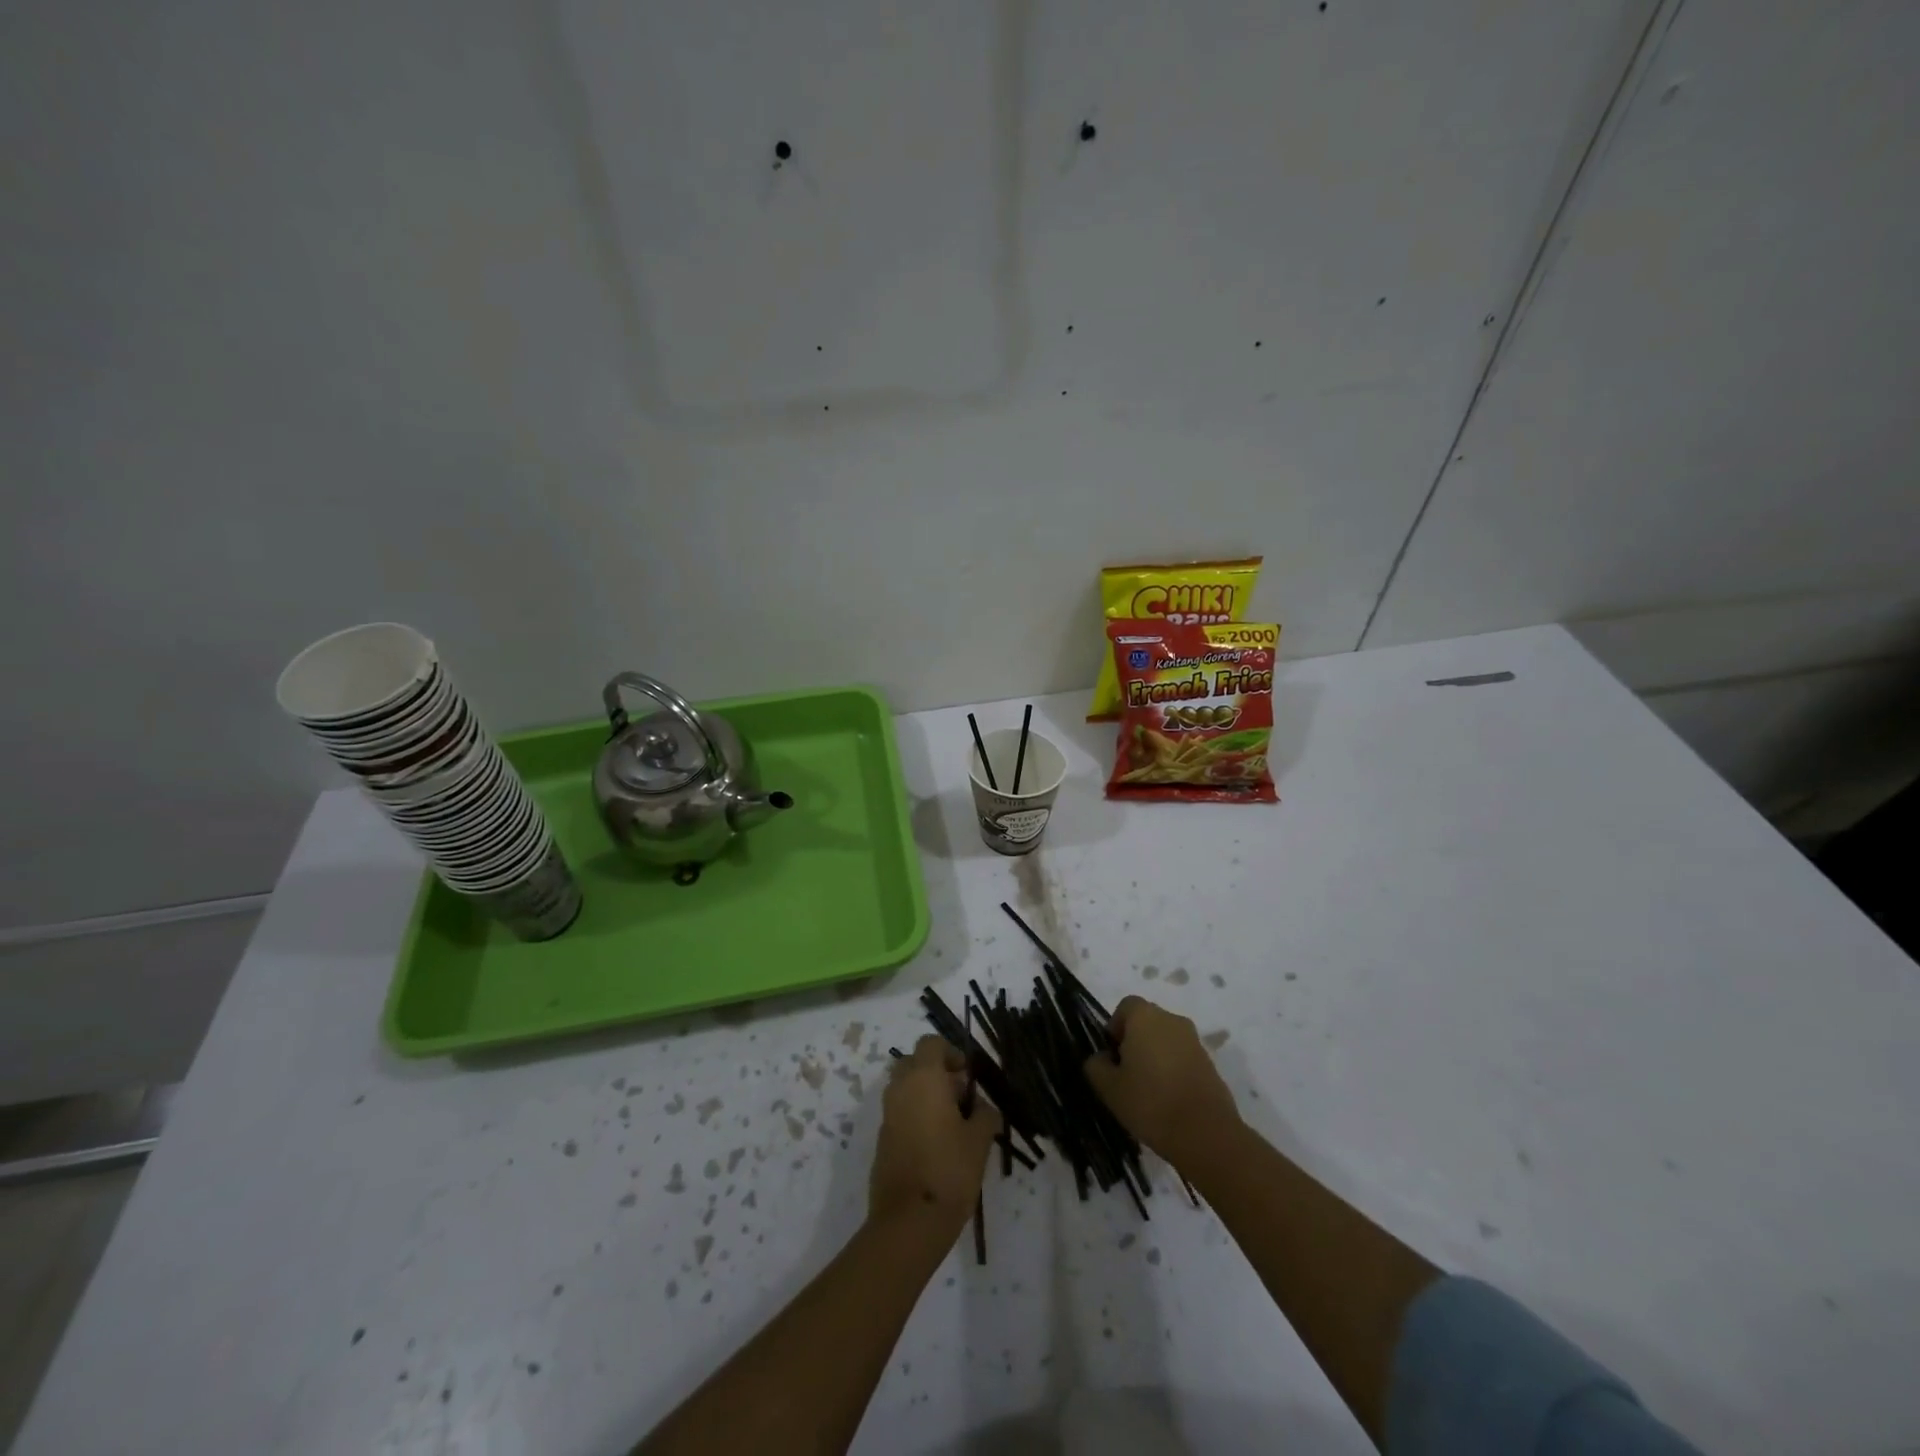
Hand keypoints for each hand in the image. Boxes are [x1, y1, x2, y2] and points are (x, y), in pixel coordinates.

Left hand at [870, 1036, 1002, 1233]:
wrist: (909, 1221)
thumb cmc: (949, 1170)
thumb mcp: (979, 1140)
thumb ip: (984, 1114)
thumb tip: (982, 1107)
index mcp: (923, 1078)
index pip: (931, 1043)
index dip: (951, 1052)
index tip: (968, 1075)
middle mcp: (900, 1088)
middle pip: (914, 1063)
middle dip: (936, 1072)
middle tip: (960, 1097)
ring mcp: (887, 1114)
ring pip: (905, 1088)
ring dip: (925, 1095)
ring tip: (952, 1124)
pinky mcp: (882, 1139)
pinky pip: (899, 1113)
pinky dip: (915, 1116)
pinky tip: (936, 1144)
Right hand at [1083, 996, 1242, 1167]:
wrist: (1206, 1134)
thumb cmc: (1150, 1102)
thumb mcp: (1109, 1087)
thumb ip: (1096, 1065)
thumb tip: (1102, 1058)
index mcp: (1145, 1017)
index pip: (1125, 1007)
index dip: (1115, 1028)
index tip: (1112, 1056)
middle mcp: (1172, 1020)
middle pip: (1147, 1021)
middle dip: (1134, 1041)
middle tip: (1126, 1074)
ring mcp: (1195, 1041)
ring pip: (1166, 1040)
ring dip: (1155, 1056)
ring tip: (1148, 1090)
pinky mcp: (1210, 1063)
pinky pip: (1183, 1057)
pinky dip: (1173, 1070)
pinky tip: (1169, 1099)